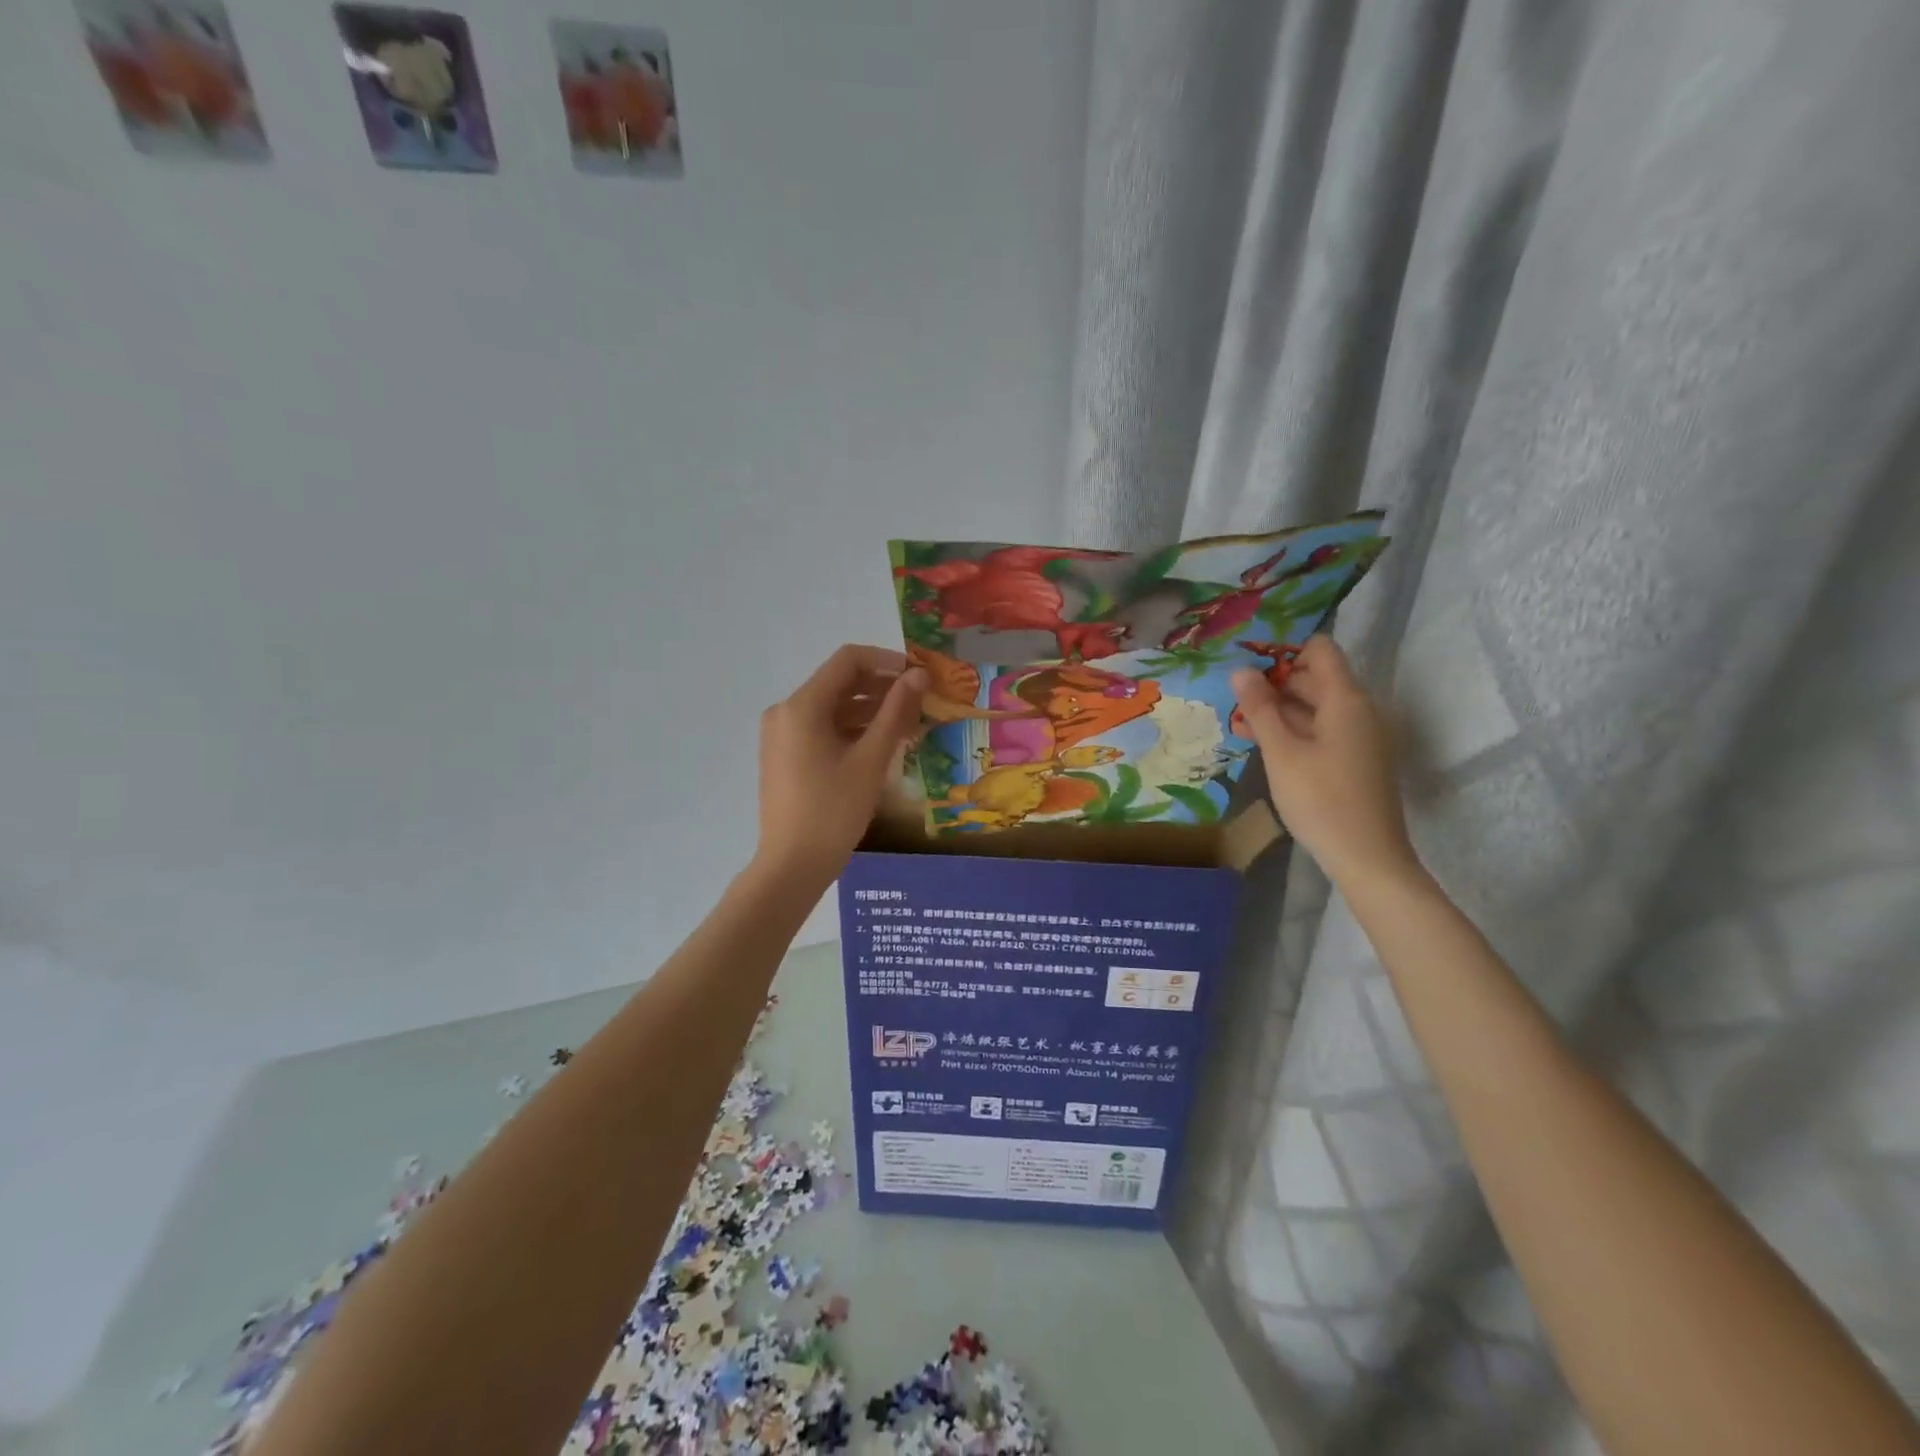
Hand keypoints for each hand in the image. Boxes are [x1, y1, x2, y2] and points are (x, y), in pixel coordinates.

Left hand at [754, 645, 927, 884]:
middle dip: (882, 688)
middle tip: (921, 704)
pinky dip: (852, 730)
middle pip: (839, 682)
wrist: (792, 866)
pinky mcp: (785, 755)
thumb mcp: (870, 759)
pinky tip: (882, 745)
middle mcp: (786, 711)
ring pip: (833, 707)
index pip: (848, 661)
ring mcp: (782, 735)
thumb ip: (896, 712)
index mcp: (802, 706)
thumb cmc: (833, 811)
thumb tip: (919, 674)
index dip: (887, 661)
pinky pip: (822, 729)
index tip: (919, 677)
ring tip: (909, 726)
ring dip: (870, 711)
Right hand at [1231, 635, 1418, 889]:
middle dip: (1275, 683)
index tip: (1248, 665)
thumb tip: (1240, 670)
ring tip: (1241, 723)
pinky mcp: (1357, 758)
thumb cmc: (1321, 799)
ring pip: (1316, 706)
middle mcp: (1360, 709)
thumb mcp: (1281, 752)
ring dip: (1280, 709)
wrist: (1367, 857)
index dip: (1284, 650)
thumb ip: (1260, 708)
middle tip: (1234, 698)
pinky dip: (1295, 730)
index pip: (1320, 649)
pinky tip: (1265, 745)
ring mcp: (1361, 735)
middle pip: (1316, 678)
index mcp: (1346, 699)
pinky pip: (1323, 729)